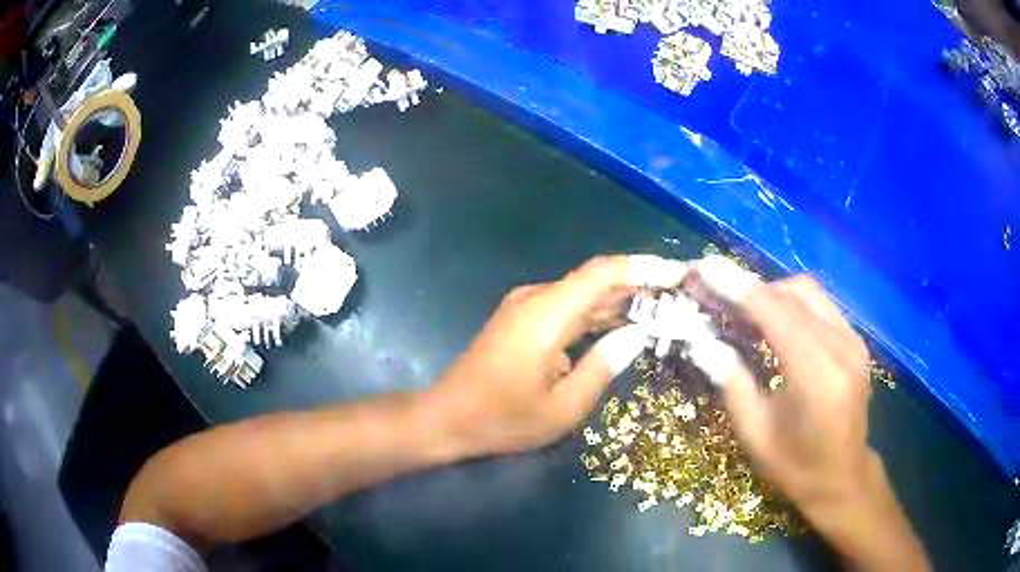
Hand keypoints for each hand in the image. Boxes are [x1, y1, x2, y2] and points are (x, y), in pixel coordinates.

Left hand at [429, 255, 685, 457]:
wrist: (447, 418)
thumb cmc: (502, 419)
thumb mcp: (562, 408)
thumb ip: (603, 367)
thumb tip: (636, 334)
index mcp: (545, 315)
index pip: (601, 274)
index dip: (642, 268)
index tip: (678, 273)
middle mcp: (536, 299)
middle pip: (596, 279)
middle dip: (640, 283)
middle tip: (681, 293)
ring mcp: (527, 307)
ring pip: (584, 293)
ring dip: (622, 298)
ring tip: (664, 306)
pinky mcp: (523, 319)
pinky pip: (569, 308)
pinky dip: (599, 313)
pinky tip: (626, 323)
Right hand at [701, 268, 872, 507]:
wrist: (843, 477)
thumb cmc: (796, 466)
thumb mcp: (756, 434)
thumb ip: (732, 383)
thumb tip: (702, 342)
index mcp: (817, 376)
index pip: (776, 314)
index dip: (739, 288)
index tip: (705, 267)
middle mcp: (842, 347)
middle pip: (794, 293)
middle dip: (752, 289)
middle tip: (717, 296)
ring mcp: (854, 341)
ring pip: (809, 292)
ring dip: (773, 293)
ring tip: (743, 310)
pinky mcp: (857, 341)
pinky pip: (821, 305)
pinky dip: (793, 304)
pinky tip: (775, 321)